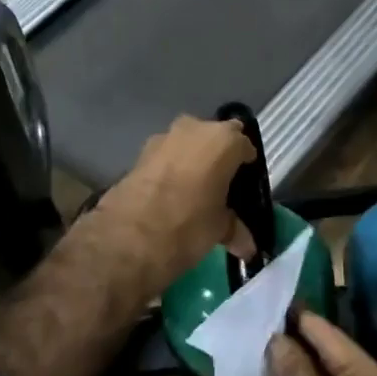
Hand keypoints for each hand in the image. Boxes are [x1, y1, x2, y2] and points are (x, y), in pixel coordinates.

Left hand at [90, 116, 258, 295]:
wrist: (129, 236)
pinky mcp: (139, 154)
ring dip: (191, 162)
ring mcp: (162, 138)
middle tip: (220, 187)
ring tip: (194, 193)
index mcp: (223, 141)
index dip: (246, 167)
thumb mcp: (219, 229)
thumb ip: (235, 229)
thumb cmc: (189, 225)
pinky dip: (170, 171)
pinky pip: (165, 158)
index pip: (244, 146)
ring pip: (186, 145)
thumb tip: (248, 247)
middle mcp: (194, 129)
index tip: (245, 187)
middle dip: (218, 158)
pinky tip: (170, 196)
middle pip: (214, 138)